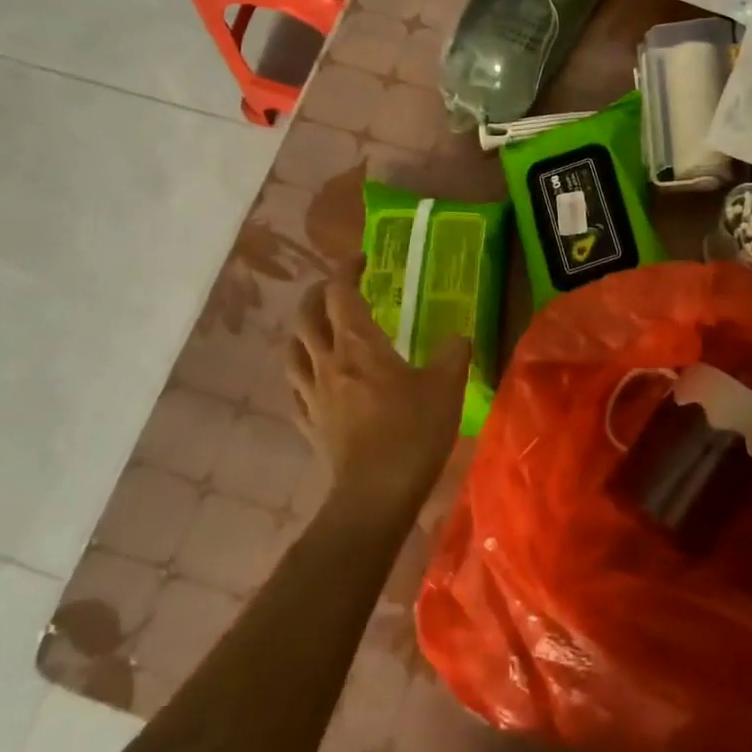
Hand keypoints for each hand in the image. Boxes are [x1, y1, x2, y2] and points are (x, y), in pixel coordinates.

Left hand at [286, 258, 470, 519]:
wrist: (376, 493)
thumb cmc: (413, 432)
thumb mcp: (446, 386)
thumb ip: (453, 353)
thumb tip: (458, 337)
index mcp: (358, 345)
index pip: (340, 293)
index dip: (346, 270)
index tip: (361, 259)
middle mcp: (327, 362)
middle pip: (306, 315)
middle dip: (317, 293)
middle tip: (336, 288)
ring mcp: (312, 394)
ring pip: (292, 349)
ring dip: (302, 329)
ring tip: (317, 326)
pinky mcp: (309, 423)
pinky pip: (295, 386)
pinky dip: (301, 370)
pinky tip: (313, 376)